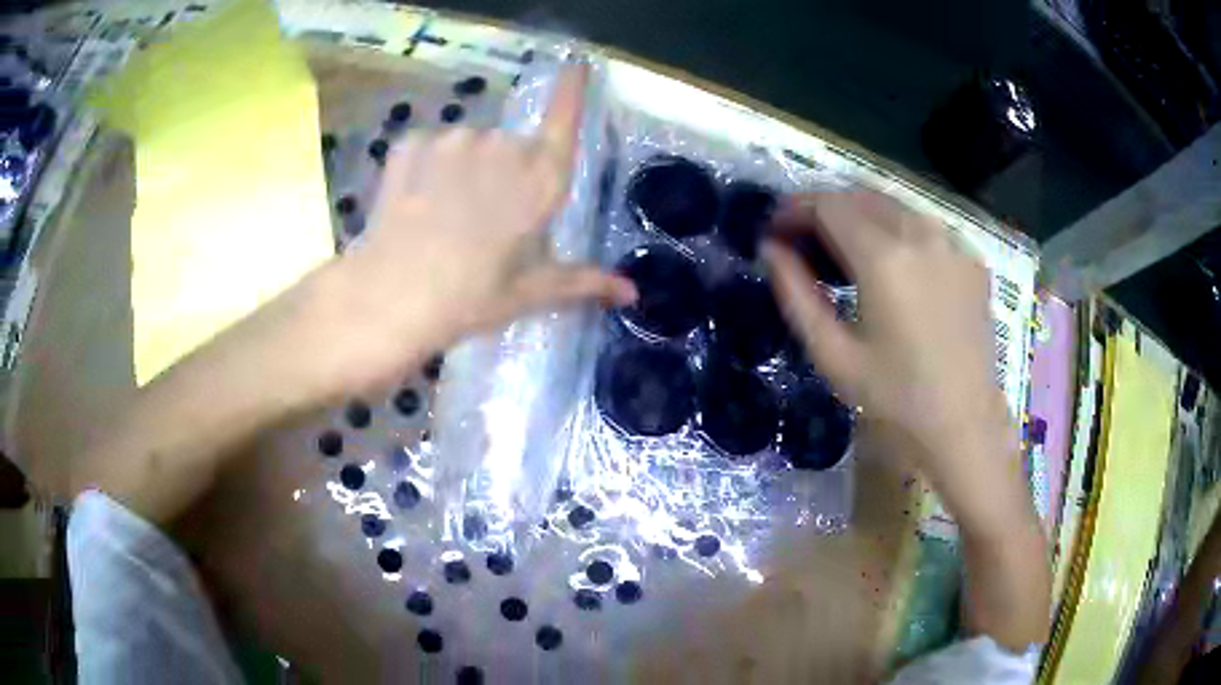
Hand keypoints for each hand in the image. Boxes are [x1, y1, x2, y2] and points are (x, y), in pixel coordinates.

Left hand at [318, 64, 634, 390]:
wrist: (392, 297)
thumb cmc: (472, 296)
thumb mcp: (530, 292)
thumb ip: (584, 281)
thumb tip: (632, 292)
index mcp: (540, 180)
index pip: (564, 122)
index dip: (571, 92)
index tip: (577, 65)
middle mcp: (503, 147)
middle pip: (513, 146)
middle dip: (504, 174)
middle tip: (484, 223)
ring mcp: (454, 140)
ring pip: (469, 146)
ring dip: (464, 170)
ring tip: (444, 218)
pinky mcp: (413, 144)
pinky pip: (430, 148)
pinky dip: (426, 168)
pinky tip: (415, 202)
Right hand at [763, 191, 1010, 478]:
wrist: (965, 425)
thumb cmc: (895, 400)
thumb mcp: (834, 355)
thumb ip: (797, 295)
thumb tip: (770, 250)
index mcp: (884, 257)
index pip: (828, 205)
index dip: (794, 209)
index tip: (775, 228)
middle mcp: (920, 233)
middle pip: (860, 195)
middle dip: (825, 208)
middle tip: (803, 239)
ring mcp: (952, 242)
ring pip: (894, 204)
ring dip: (861, 214)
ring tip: (844, 249)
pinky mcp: (971, 258)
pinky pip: (925, 225)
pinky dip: (897, 229)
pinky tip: (892, 263)